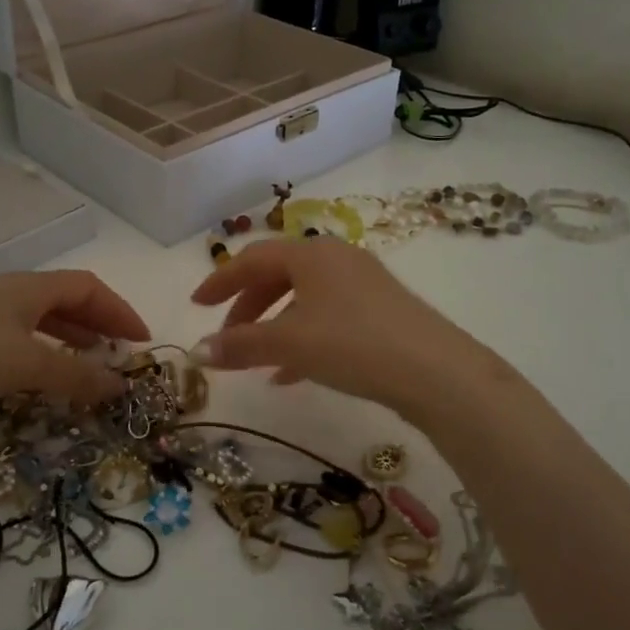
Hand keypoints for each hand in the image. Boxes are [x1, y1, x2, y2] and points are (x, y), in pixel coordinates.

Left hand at [0, 271, 149, 430]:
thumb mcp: (27, 363)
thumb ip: (76, 375)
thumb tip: (120, 386)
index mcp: (28, 288)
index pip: (88, 288)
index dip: (119, 310)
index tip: (141, 341)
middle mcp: (8, 296)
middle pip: (65, 302)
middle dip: (97, 326)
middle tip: (120, 355)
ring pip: (39, 325)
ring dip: (69, 343)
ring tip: (88, 368)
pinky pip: (15, 345)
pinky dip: (39, 359)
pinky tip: (40, 382)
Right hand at [190, 238, 517, 423]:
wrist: (434, 371)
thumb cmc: (352, 344)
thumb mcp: (289, 344)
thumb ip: (240, 346)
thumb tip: (196, 353)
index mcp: (311, 254)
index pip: (252, 259)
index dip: (220, 281)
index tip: (195, 304)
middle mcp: (336, 258)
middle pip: (278, 276)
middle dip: (247, 307)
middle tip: (227, 336)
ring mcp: (363, 283)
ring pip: (304, 299)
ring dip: (274, 326)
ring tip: (256, 360)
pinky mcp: (381, 310)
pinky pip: (328, 317)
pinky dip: (303, 338)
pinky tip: (291, 374)